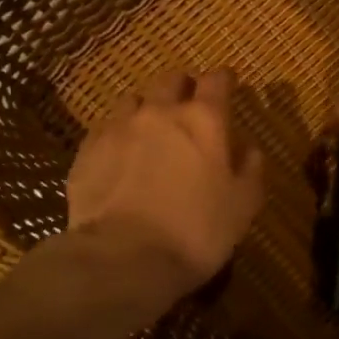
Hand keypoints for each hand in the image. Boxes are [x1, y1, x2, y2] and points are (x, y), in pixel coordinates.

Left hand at [67, 67, 265, 297]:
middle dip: (184, 87)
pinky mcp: (88, 150)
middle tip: (190, 105)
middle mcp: (160, 112)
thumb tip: (247, 147)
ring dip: (147, 108)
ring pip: (134, 99)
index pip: (217, 80)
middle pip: (172, 80)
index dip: (224, 79)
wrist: (123, 258)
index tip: (229, 85)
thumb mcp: (244, 205)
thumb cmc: (197, 231)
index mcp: (204, 120)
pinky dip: (118, 134)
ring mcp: (119, 127)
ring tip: (151, 129)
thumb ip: (250, 168)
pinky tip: (121, 155)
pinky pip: (106, 128)